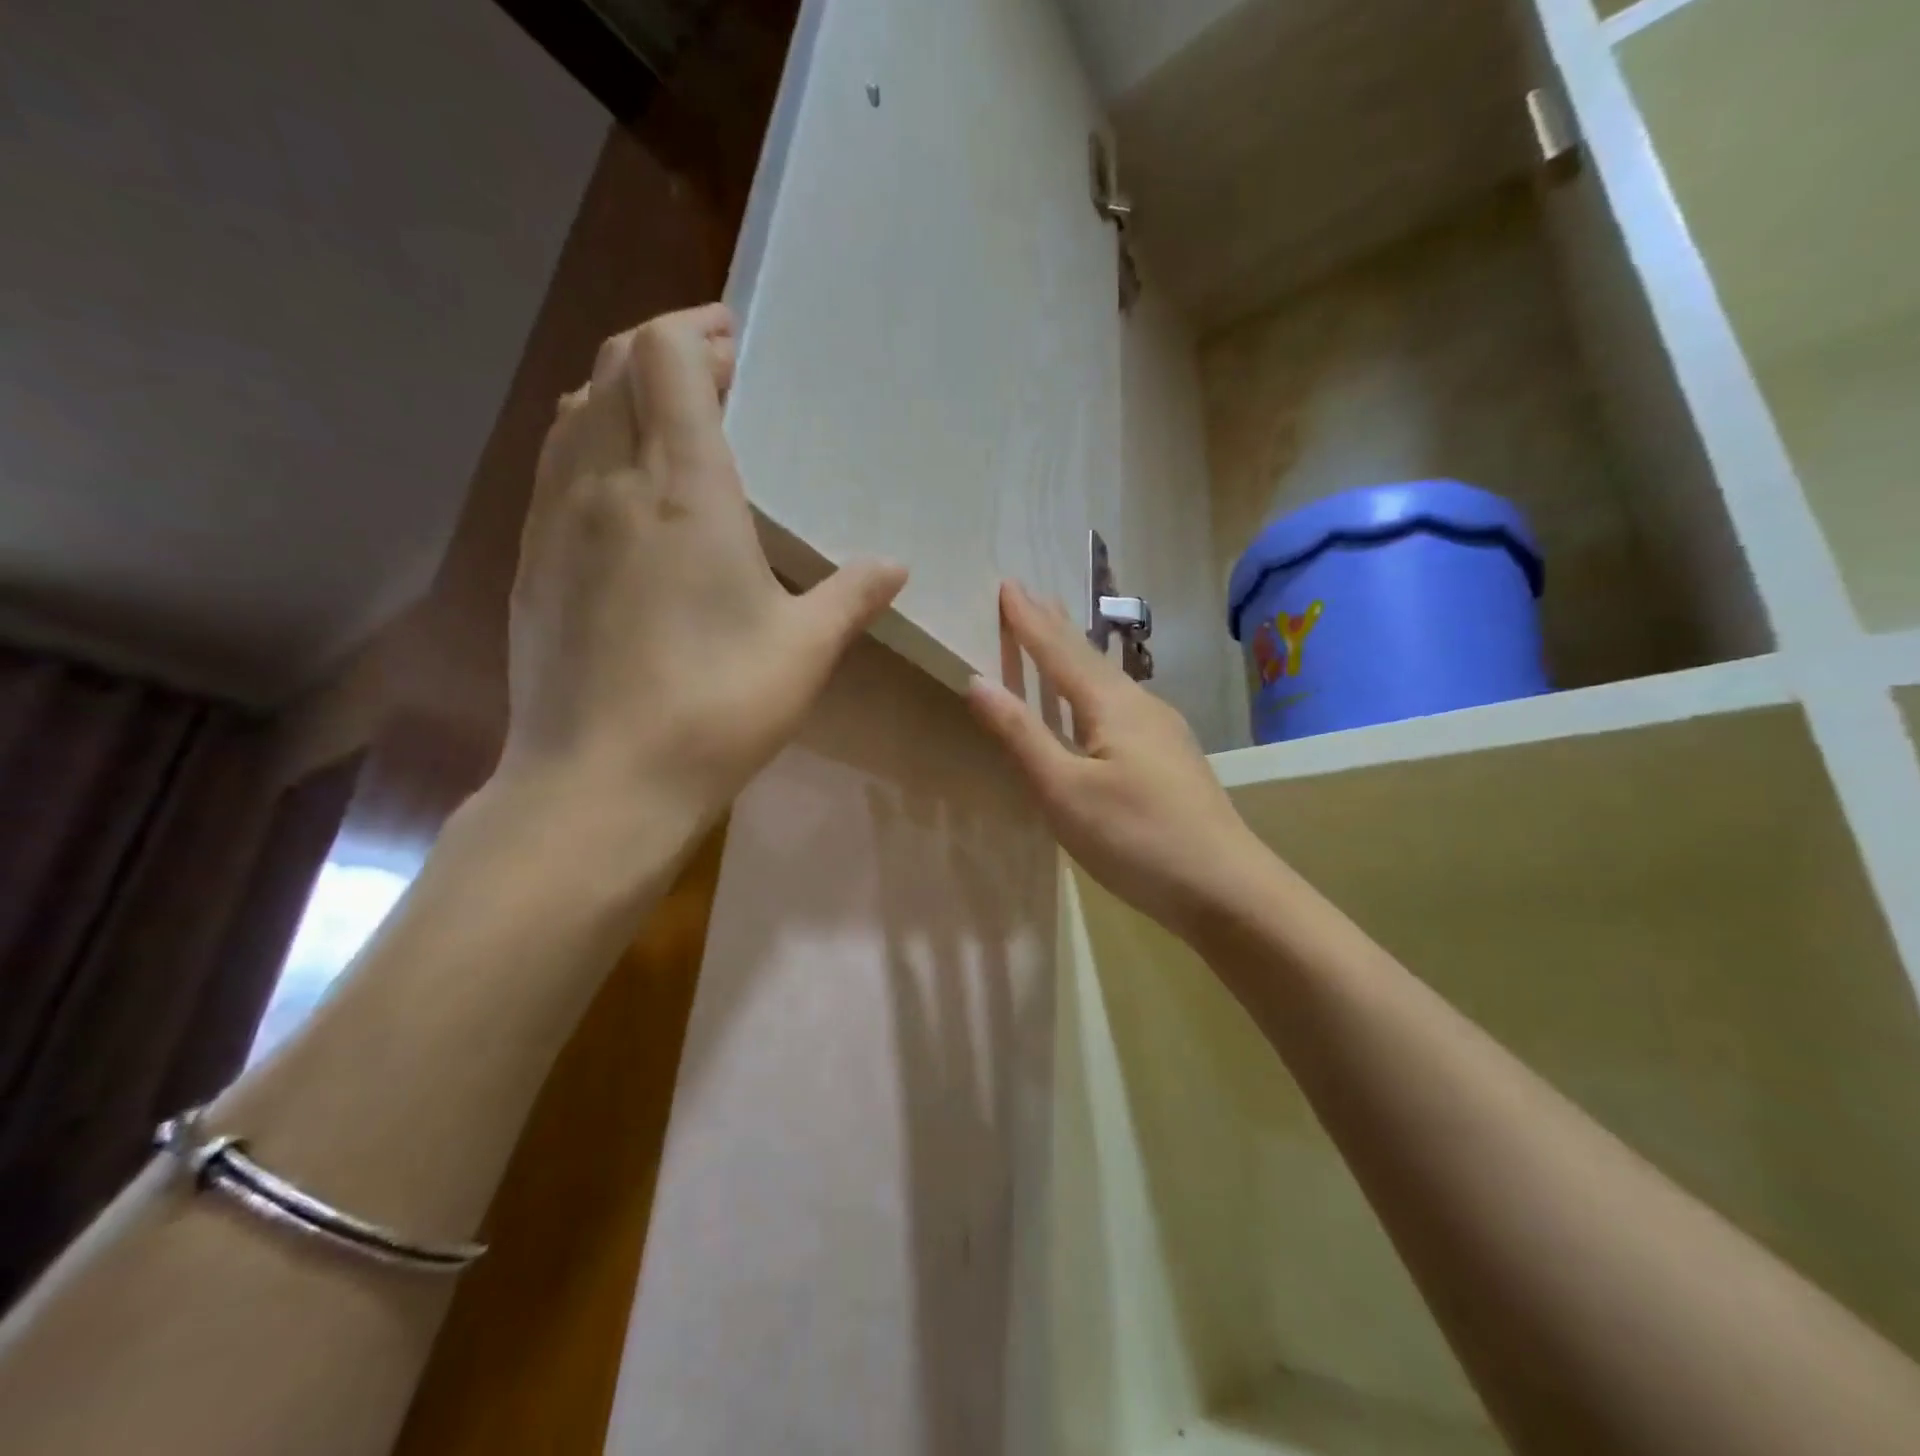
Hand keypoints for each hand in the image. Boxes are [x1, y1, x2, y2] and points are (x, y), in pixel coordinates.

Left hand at [501, 304, 906, 823]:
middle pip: (615, 366)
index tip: (738, 344)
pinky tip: (625, 489)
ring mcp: (555, 518)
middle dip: (667, 351)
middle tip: (720, 376)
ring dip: (622, 392)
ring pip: (575, 410)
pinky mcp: (531, 559)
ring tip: (672, 422)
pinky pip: (555, 463)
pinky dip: (591, 441)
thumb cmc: (715, 709)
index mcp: (681, 490)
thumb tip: (893, 566)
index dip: (698, 331)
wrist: (600, 782)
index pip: (666, 357)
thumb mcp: (804, 652)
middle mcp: (606, 481)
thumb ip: (851, 595)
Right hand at [966, 581, 1265, 939]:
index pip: (1059, 651)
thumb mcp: (1064, 791)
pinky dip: (1094, 688)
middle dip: (1055, 626)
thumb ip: (1021, 734)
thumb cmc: (1136, 838)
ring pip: (1109, 680)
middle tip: (1030, 594)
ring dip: (1076, 655)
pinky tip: (1098, 702)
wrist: (1225, 888)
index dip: (1029, 620)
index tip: (1007, 584)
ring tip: (1056, 635)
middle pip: (1089, 657)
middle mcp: (1141, 705)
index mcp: (1112, 705)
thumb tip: (977, 679)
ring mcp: (1164, 731)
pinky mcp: (1171, 758)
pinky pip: (1121, 704)